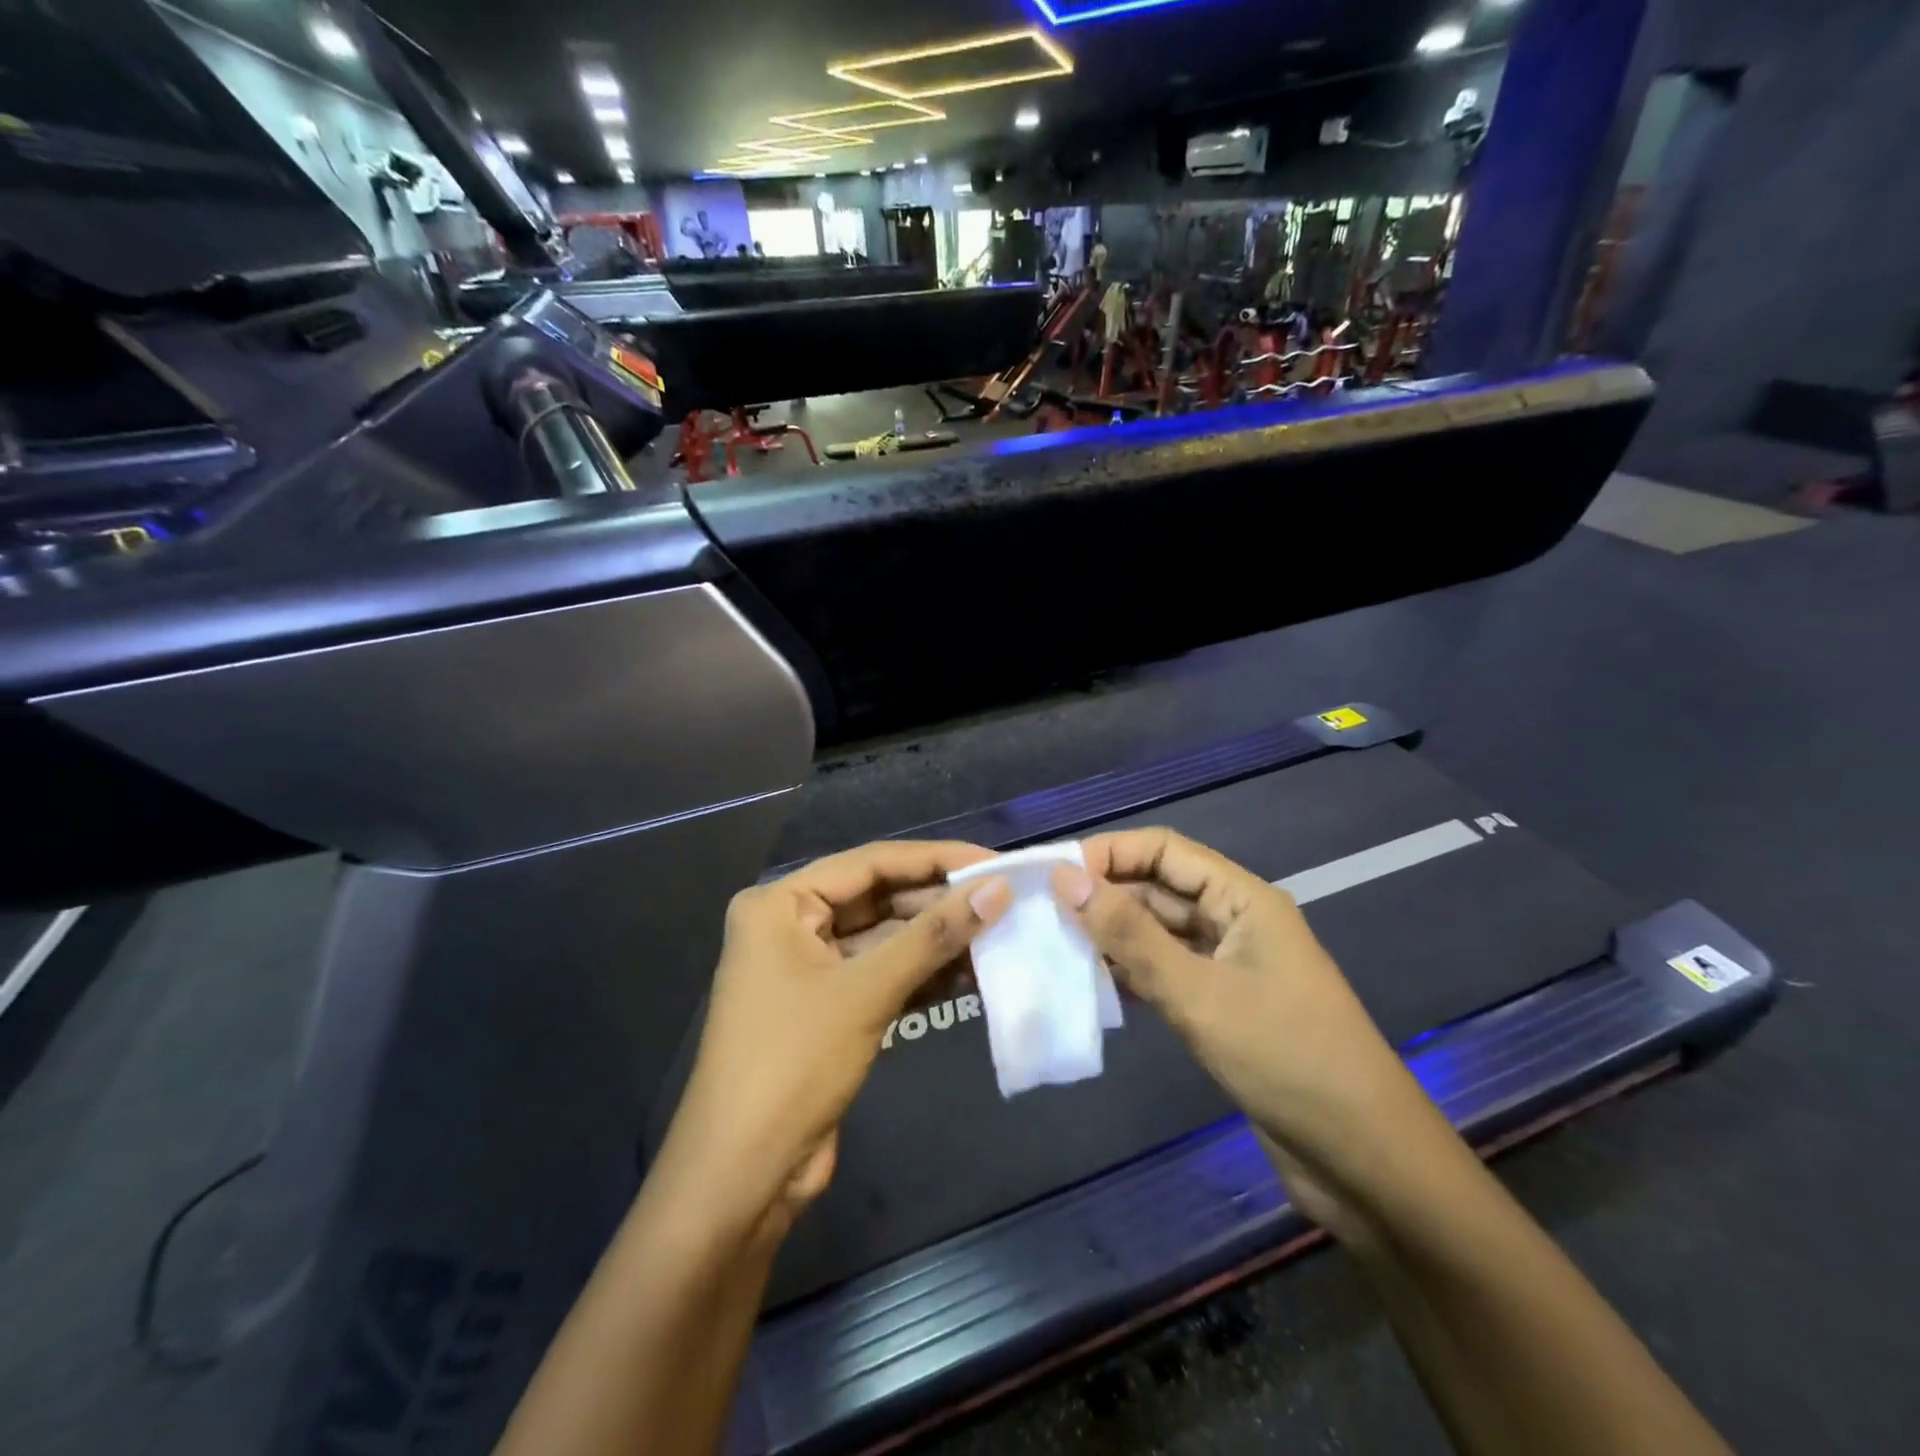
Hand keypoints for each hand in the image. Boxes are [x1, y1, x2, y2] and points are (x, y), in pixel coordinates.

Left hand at [661, 842, 1009, 1239]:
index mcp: (780, 903)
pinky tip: (971, 975)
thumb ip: (933, 936)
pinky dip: (922, 975)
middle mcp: (791, 925)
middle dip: (939, 903)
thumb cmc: (793, 1064)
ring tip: (998, 935)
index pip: (870, 863)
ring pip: (885, 939)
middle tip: (1003, 901)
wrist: (742, 1177)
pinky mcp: (828, 1008)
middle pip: (878, 899)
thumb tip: (997, 890)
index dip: (936, 859)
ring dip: (936, 941)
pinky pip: (882, 975)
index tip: (994, 862)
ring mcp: (809, 969)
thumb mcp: (866, 992)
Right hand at [1052, 828, 1434, 1240]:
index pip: (1164, 850)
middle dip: (1103, 895)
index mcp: (1243, 899)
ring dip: (1112, 936)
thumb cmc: (1286, 1059)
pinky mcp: (1221, 1007)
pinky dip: (1130, 973)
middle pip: (1158, 889)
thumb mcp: (1199, 993)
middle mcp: (1234, 922)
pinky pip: (1165, 973)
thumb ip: (1130, 935)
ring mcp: (1228, 967)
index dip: (1108, 853)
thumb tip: (1066, 878)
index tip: (1052, 874)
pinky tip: (1091, 985)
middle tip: (1040, 913)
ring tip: (1053, 946)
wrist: (1363, 1163)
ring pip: (1158, 933)